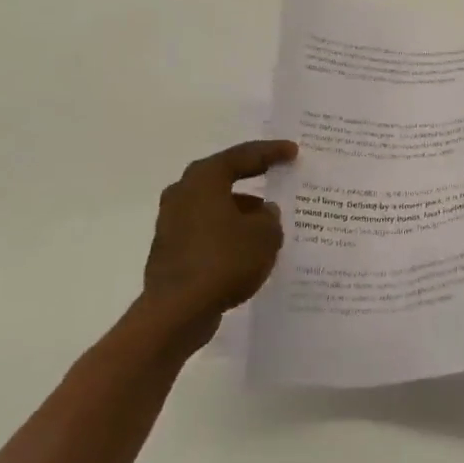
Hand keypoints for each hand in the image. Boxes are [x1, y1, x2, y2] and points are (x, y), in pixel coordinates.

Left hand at [143, 140, 297, 337]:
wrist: (177, 311)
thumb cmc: (224, 260)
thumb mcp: (265, 235)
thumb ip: (270, 218)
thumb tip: (262, 212)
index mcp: (204, 179)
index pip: (242, 156)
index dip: (271, 152)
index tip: (293, 151)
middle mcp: (183, 193)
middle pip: (222, 177)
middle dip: (250, 177)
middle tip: (275, 173)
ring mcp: (171, 222)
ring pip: (213, 206)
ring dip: (239, 209)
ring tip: (267, 219)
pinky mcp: (170, 249)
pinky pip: (206, 230)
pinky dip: (227, 232)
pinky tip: (246, 247)